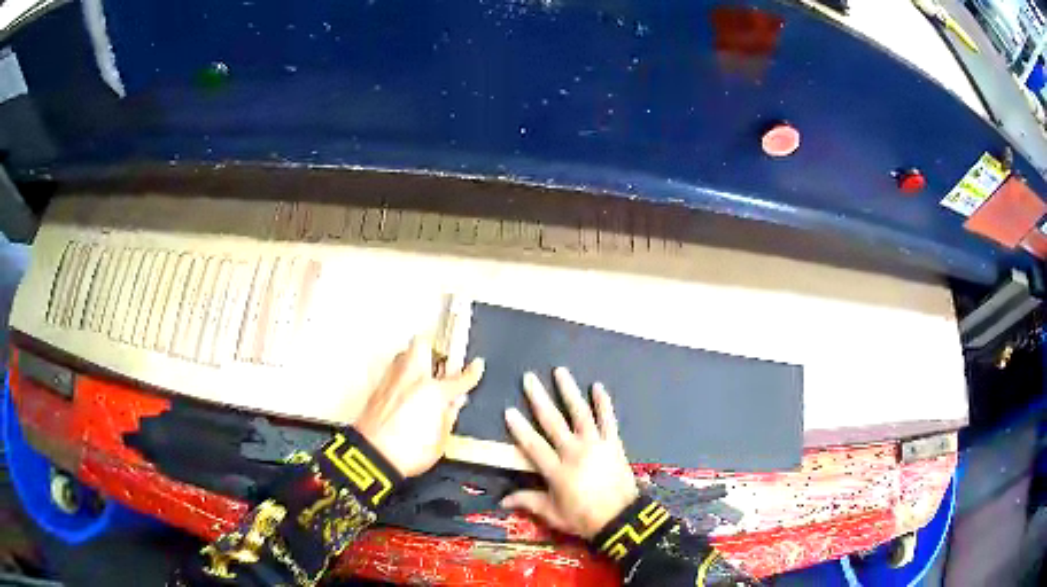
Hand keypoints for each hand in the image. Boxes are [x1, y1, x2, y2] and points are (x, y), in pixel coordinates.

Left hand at [354, 336, 484, 476]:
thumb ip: (449, 417)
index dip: (471, 372)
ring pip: (404, 354)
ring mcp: (392, 381)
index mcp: (434, 392)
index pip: (459, 378)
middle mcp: (411, 379)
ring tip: (421, 375)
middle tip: (440, 364)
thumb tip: (454, 404)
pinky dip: (401, 376)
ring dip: (413, 360)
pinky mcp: (377, 389)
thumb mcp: (440, 442)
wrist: (373, 456)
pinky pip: (392, 372)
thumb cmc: (407, 452)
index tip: (476, 367)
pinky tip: (404, 390)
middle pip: (422, 345)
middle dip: (433, 350)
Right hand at [501, 368, 638, 539]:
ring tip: (560, 372)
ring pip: (580, 413)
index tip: (509, 410)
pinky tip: (598, 387)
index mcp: (557, 471)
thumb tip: (502, 500)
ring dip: (569, 391)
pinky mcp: (613, 444)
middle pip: (553, 422)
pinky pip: (608, 420)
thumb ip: (529, 502)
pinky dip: (603, 403)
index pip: (533, 445)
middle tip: (529, 378)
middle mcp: (574, 452)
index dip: (520, 428)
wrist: (621, 519)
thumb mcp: (553, 514)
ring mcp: (596, 445)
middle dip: (539, 399)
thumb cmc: (584, 518)